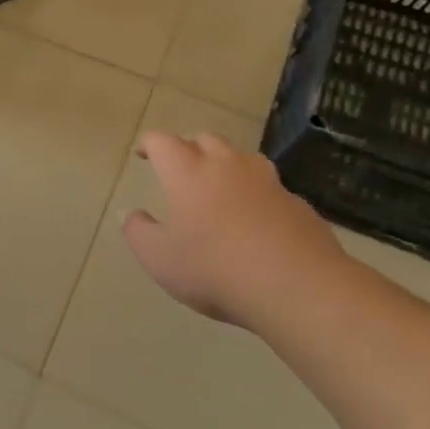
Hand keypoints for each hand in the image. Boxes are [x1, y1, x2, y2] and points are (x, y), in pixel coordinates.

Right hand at [122, 131, 351, 328]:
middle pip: (205, 140)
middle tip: (180, 168)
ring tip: (219, 187)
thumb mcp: (159, 259)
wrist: (299, 288)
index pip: (163, 142)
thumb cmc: (215, 269)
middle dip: (189, 148)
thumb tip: (130, 213)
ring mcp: (267, 182)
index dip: (149, 144)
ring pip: (242, 158)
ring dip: (226, 165)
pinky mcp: (298, 204)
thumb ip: (138, 232)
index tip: (142, 154)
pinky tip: (255, 221)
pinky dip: (255, 194)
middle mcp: (227, 166)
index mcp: (188, 172)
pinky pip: (269, 188)